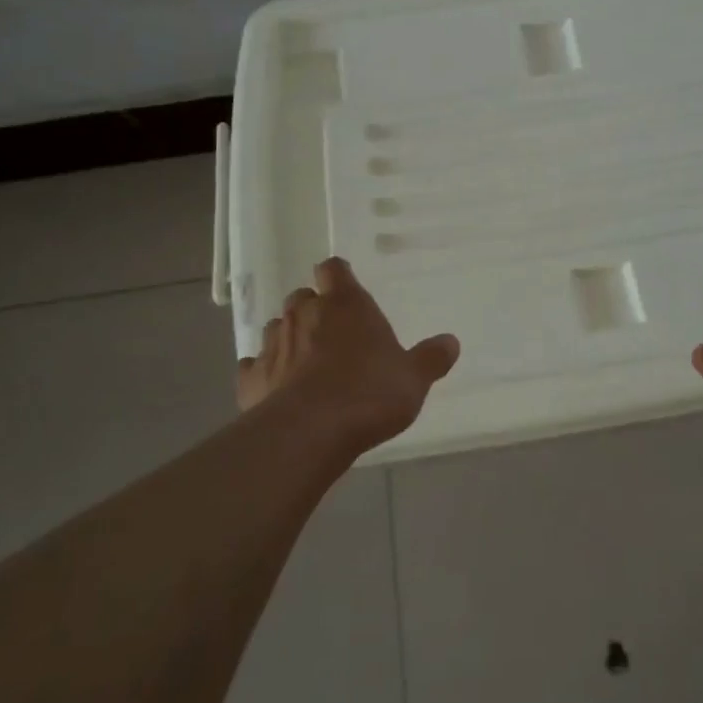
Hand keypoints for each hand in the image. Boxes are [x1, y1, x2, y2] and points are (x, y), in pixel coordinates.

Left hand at [238, 257, 460, 455]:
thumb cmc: (370, 393)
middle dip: (313, 308)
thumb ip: (431, 358)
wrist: (310, 432)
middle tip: (330, 330)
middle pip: (302, 297)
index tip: (343, 285)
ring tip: (304, 359)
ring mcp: (274, 344)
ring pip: (277, 327)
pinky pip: (254, 365)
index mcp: (346, 305)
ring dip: (289, 337)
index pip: (334, 270)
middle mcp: (305, 315)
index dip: (337, 275)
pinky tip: (275, 386)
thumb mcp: (413, 379)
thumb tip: (451, 341)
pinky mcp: (251, 378)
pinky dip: (264, 371)